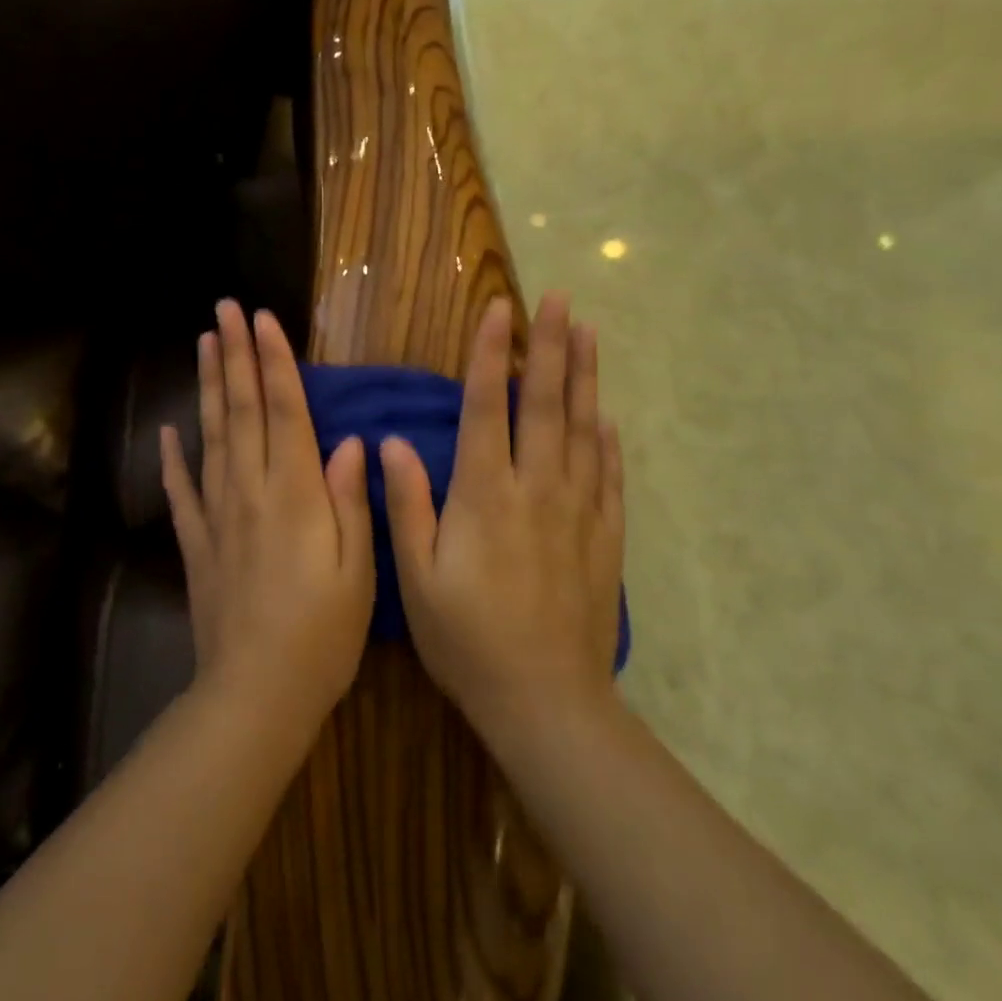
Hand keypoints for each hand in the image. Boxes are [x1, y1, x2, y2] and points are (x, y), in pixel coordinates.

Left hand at [160, 300, 375, 731]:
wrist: (256, 693)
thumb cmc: (323, 634)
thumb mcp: (359, 570)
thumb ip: (352, 500)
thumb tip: (350, 441)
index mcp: (296, 495)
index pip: (284, 412)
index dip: (274, 362)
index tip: (262, 319)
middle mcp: (251, 492)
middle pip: (241, 411)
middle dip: (234, 356)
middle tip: (223, 309)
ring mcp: (217, 516)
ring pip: (211, 437)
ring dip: (207, 387)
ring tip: (202, 344)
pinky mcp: (197, 544)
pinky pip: (182, 492)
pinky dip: (172, 458)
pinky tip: (166, 432)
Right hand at [380, 294, 623, 750]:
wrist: (545, 700)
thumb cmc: (467, 639)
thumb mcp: (417, 578)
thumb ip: (406, 505)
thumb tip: (392, 443)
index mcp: (485, 494)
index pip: (488, 407)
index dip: (491, 355)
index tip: (500, 310)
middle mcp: (537, 489)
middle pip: (546, 405)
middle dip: (551, 347)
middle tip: (561, 300)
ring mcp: (578, 512)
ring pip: (585, 430)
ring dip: (586, 378)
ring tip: (588, 333)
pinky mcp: (604, 538)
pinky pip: (610, 476)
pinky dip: (610, 441)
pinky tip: (609, 418)